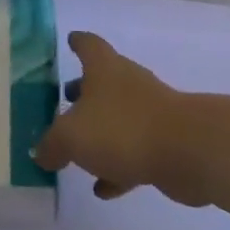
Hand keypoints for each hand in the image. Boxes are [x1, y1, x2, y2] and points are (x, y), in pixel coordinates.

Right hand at [32, 31, 208, 204]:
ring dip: (100, 132)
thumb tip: (40, 152)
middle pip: (102, 81)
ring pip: (118, 117)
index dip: (77, 42)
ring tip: (78, 152)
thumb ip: (51, 144)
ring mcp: (149, 111)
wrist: (188, 151)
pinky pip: (133, 150)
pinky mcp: (165, 142)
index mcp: (103, 68)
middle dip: (83, 91)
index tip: (70, 41)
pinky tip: (104, 188)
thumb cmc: (122, 128)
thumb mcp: (71, 137)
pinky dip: (117, 166)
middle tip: (64, 101)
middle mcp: (127, 82)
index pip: (87, 45)